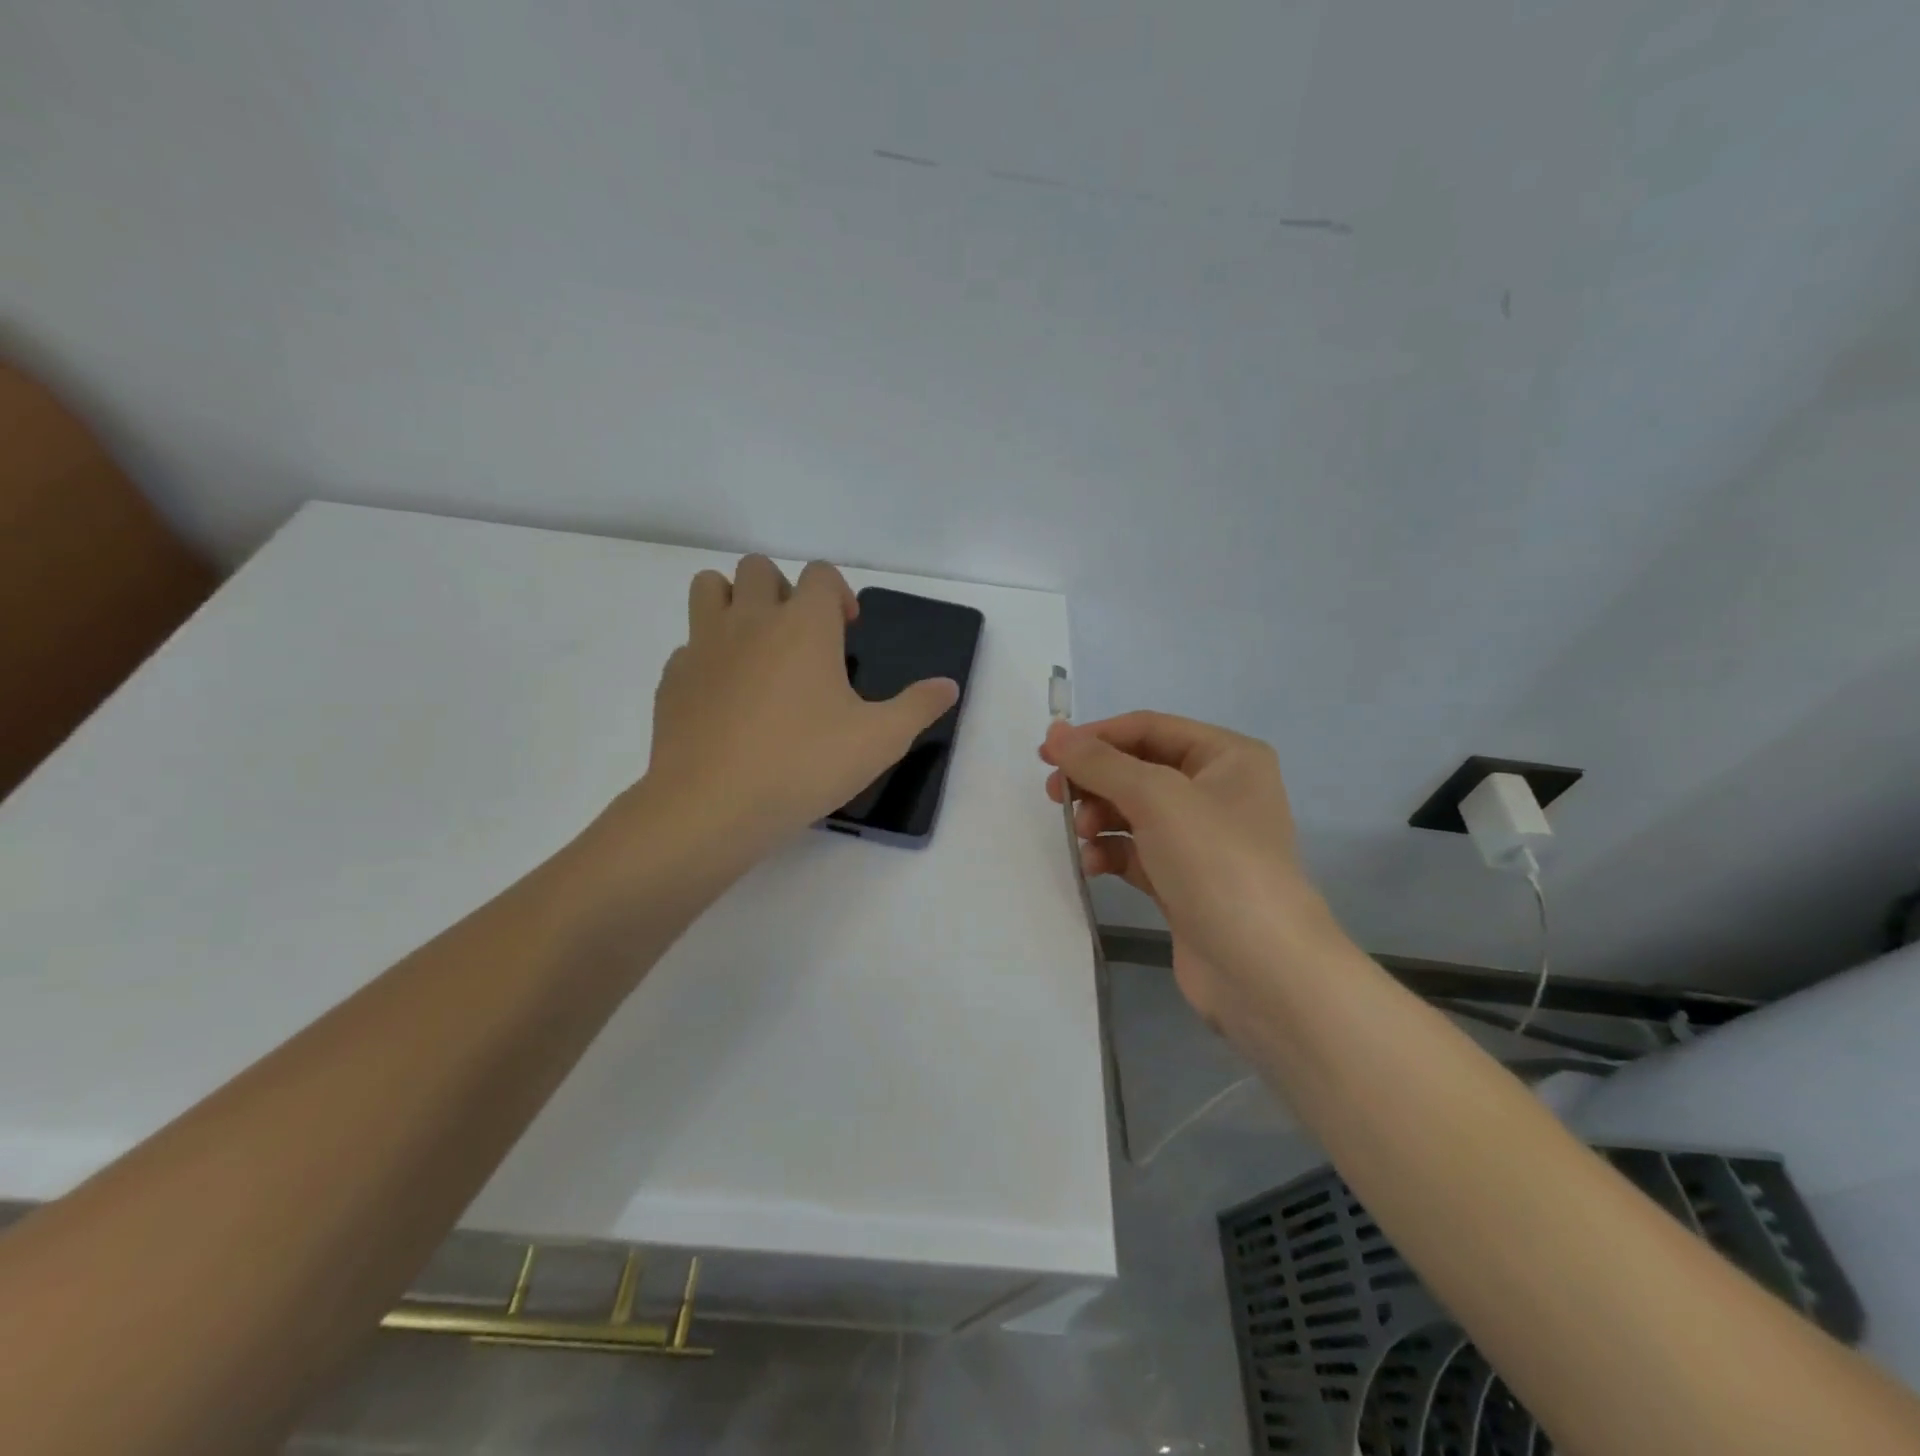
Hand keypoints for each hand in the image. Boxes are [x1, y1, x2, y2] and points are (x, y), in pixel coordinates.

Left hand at [639, 556, 958, 853]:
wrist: (711, 805)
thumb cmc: (804, 764)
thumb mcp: (880, 740)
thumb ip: (918, 707)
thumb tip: (948, 686)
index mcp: (803, 625)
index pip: (820, 574)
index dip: (838, 594)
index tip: (846, 631)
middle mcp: (750, 620)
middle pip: (759, 568)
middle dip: (783, 590)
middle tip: (801, 638)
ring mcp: (703, 646)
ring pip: (710, 588)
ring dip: (734, 602)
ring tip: (756, 648)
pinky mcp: (672, 679)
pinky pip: (689, 646)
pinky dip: (708, 657)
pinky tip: (725, 699)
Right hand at [1040, 712, 1342, 1026]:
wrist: (1260, 968)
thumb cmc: (1215, 862)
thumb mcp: (1155, 797)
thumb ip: (1100, 762)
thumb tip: (1056, 732)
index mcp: (1227, 757)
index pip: (1148, 728)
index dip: (1095, 737)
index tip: (1047, 754)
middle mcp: (1218, 791)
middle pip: (1138, 769)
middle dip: (1095, 781)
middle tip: (1055, 795)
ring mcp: (1202, 840)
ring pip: (1134, 812)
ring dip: (1099, 818)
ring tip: (1081, 835)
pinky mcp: (1184, 880)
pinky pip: (1136, 852)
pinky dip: (1110, 853)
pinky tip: (1092, 865)